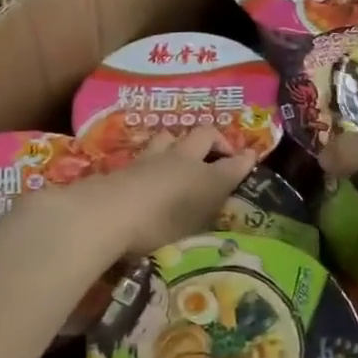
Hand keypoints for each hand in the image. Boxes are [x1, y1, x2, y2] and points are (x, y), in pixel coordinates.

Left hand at [46, 127, 257, 257]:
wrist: (108, 214)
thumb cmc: (161, 222)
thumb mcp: (199, 217)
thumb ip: (217, 193)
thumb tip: (240, 168)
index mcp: (205, 176)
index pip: (231, 163)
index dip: (242, 159)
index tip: (249, 158)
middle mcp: (181, 160)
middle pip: (203, 135)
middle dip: (214, 140)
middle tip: (216, 155)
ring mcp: (150, 159)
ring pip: (170, 137)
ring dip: (179, 142)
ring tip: (180, 157)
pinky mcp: (125, 166)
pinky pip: (146, 152)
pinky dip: (154, 157)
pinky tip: (150, 170)